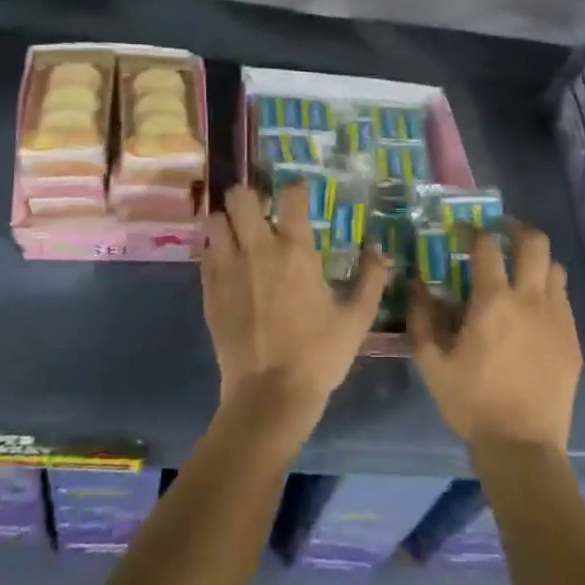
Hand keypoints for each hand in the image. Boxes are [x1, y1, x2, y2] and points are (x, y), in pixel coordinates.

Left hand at [201, 183, 389, 448]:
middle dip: (249, 196)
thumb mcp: (357, 319)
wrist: (269, 396)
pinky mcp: (209, 290)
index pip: (291, 197)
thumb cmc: (319, 355)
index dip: (296, 188)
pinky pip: (205, 253)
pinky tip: (228, 262)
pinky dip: (215, 249)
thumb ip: (371, 279)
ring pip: (215, 221)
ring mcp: (228, 269)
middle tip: (261, 210)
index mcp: (295, 252)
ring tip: (239, 232)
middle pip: (240, 197)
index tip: (300, 193)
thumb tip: (379, 249)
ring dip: (226, 220)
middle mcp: (257, 250)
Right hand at [408, 221, 579, 452]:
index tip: (463, 230)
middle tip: (501, 232)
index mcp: (493, 302)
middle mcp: (530, 300)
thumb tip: (417, 284)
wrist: (523, 447)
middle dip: (517, 229)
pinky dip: (547, 290)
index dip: (474, 231)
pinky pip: (563, 299)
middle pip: (534, 243)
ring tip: (519, 269)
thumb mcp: (431, 363)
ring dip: (536, 260)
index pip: (486, 246)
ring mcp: (557, 319)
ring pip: (554, 268)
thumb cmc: (471, 404)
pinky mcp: (572, 339)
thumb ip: (422, 318)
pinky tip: (533, 309)